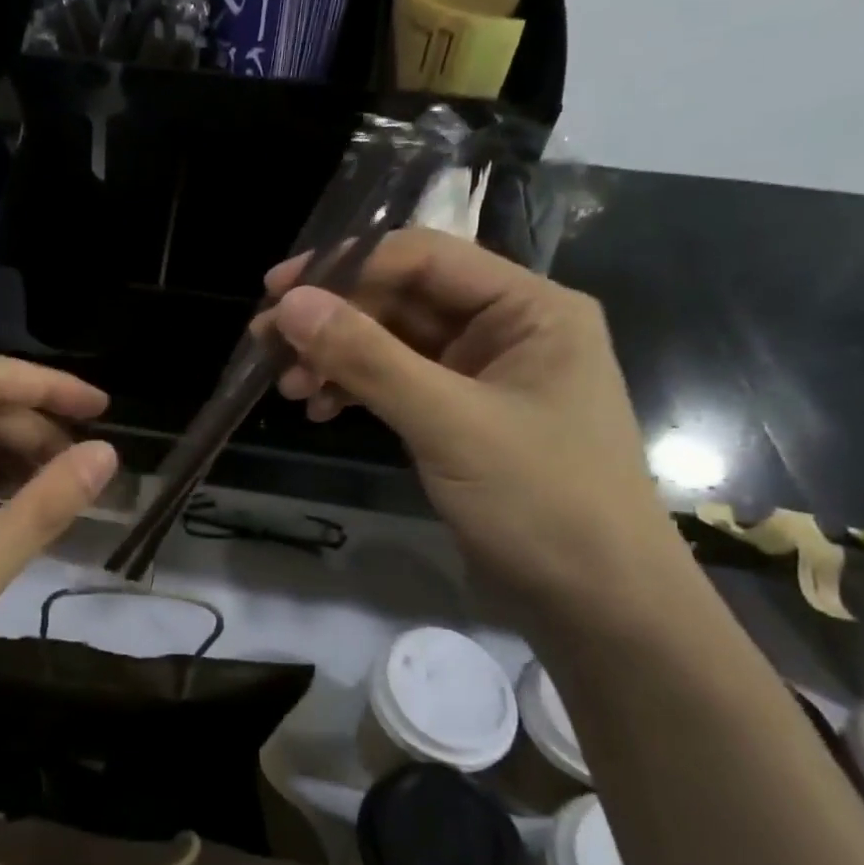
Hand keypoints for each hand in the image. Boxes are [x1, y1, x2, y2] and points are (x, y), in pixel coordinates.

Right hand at [265, 230, 685, 614]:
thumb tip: (291, 304)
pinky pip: (398, 384)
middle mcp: (508, 329)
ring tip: (289, 387)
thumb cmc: (541, 501)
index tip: (277, 291)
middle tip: (267, 346)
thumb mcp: (449, 423)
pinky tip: (321, 410)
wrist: (596, 606)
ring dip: (338, 358)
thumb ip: (368, 358)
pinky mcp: (461, 416)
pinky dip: (357, 391)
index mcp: (530, 308)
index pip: (424, 258)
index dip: (346, 266)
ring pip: (393, 344)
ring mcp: (483, 375)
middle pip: (403, 300)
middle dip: (334, 321)